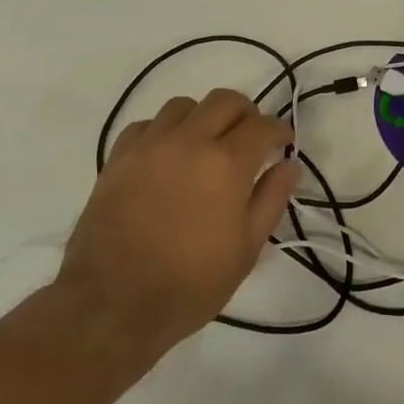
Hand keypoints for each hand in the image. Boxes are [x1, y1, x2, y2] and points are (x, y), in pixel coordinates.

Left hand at [56, 89, 298, 362]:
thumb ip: (271, 199)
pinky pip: (146, 125)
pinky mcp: (118, 158)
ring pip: (183, 105)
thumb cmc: (190, 283)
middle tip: (250, 138)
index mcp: (226, 163)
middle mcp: (189, 141)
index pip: (262, 126)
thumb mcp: (246, 249)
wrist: (114, 302)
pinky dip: (163, 131)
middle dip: (246, 114)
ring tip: (205, 144)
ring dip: (203, 117)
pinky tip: (166, 156)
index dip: (280, 130)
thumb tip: (289, 165)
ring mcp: (149, 145)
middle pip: (224, 100)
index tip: (284, 142)